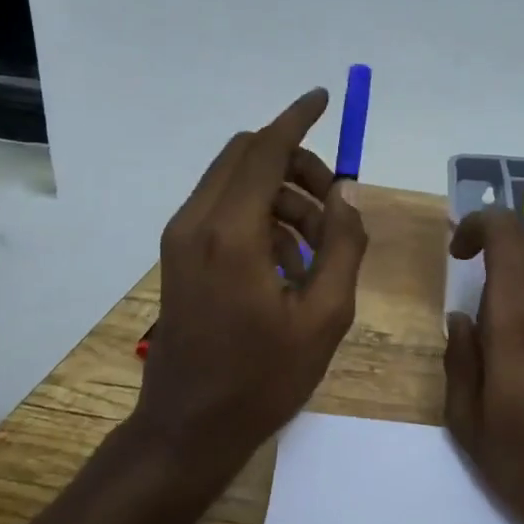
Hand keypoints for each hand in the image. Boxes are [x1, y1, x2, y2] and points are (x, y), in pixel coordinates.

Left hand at [136, 89, 368, 463]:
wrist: (189, 427)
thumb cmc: (262, 378)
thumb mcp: (325, 316)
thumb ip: (343, 246)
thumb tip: (344, 198)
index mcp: (231, 233)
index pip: (265, 150)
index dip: (297, 119)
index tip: (323, 97)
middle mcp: (197, 222)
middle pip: (246, 156)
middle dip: (296, 163)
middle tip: (335, 205)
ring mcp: (181, 238)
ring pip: (235, 181)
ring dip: (281, 194)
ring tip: (319, 247)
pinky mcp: (179, 255)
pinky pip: (223, 209)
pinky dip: (260, 214)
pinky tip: (288, 261)